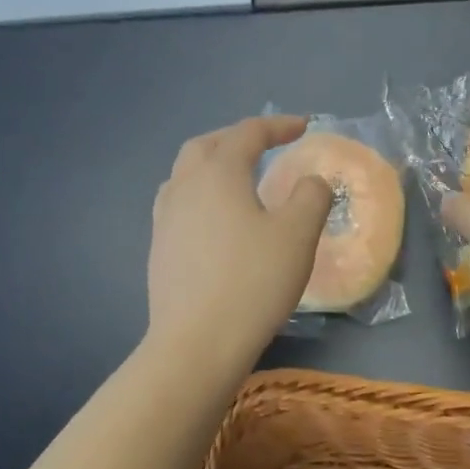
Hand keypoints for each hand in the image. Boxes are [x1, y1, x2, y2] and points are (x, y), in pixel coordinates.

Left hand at [146, 116, 333, 368]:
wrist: (197, 343)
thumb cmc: (252, 282)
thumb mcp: (298, 235)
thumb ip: (311, 197)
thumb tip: (310, 181)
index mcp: (217, 173)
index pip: (247, 133)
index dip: (278, 125)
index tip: (304, 126)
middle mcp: (184, 186)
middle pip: (206, 146)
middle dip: (237, 138)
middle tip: (265, 146)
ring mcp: (164, 219)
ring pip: (186, 174)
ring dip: (213, 165)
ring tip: (238, 179)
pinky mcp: (158, 249)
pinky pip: (179, 204)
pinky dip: (201, 195)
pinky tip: (216, 220)